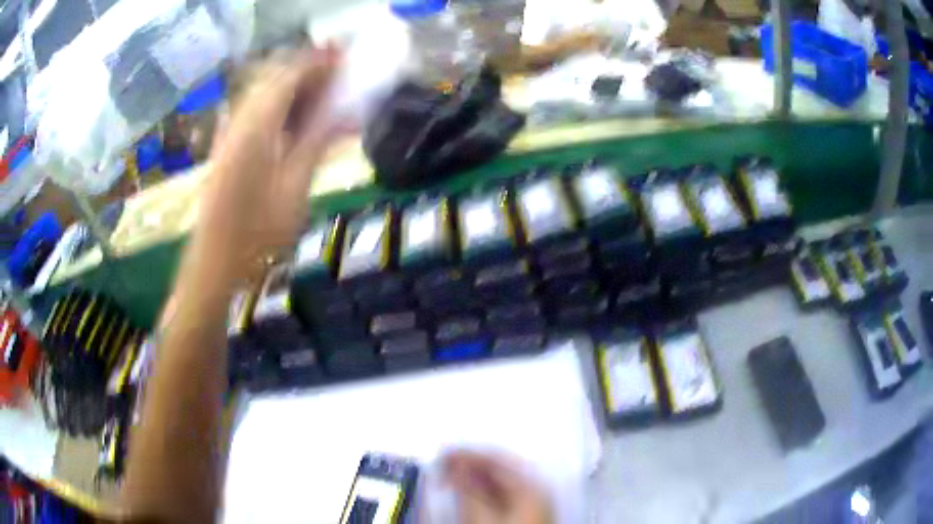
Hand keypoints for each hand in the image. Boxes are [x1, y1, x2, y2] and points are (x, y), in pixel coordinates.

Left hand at [196, 46, 341, 280]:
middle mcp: (239, 120)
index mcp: (257, 125)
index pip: (290, 75)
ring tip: (322, 95)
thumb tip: (345, 114)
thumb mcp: (295, 188)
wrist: (214, 262)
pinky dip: (279, 108)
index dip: (319, 62)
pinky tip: (294, 121)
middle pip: (275, 79)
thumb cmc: (256, 233)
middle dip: (307, 70)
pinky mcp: (226, 148)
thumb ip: (317, 142)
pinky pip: (255, 114)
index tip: (345, 55)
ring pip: (264, 95)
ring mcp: (229, 134)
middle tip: (337, 74)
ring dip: (293, 88)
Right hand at [443, 450, 552, 523]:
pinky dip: (482, 491)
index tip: (441, 456)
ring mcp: (532, 503)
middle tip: (442, 467)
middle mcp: (535, 490)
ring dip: (474, 478)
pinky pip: (501, 494)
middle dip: (469, 465)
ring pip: (499, 482)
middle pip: (499, 468)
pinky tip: (467, 493)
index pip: (496, 458)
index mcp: (530, 486)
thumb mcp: (481, 517)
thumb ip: (468, 489)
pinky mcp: (525, 515)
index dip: (466, 454)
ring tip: (450, 479)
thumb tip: (456, 465)